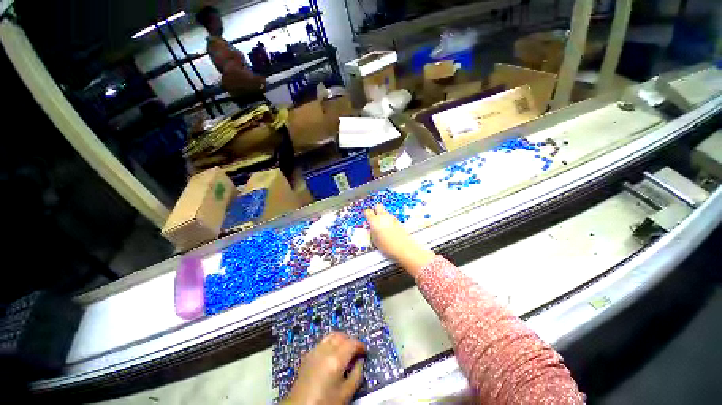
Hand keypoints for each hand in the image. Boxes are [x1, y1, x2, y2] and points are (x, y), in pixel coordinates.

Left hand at [283, 333, 365, 404]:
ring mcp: (314, 351)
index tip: (365, 351)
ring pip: (331, 336)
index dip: (360, 345)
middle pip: (341, 336)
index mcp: (335, 359)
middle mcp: (324, 350)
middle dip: (350, 341)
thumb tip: (360, 361)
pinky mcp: (307, 355)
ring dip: (340, 339)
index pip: (352, 343)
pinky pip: (322, 342)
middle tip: (356, 351)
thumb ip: (357, 374)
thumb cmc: (325, 403)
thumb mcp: (346, 393)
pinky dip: (330, 343)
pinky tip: (332, 355)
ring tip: (345, 350)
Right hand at [364, 205, 434, 277]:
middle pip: (378, 206)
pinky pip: (391, 217)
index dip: (367, 214)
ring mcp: (392, 218)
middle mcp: (384, 216)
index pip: (368, 212)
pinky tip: (389, 229)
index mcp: (375, 221)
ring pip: (385, 212)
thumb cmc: (389, 246)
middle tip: (374, 216)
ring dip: (383, 216)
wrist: (403, 248)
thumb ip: (372, 232)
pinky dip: (389, 221)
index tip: (367, 217)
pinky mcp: (398, 221)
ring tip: (382, 227)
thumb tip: (371, 230)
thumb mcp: (374, 240)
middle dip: (376, 210)